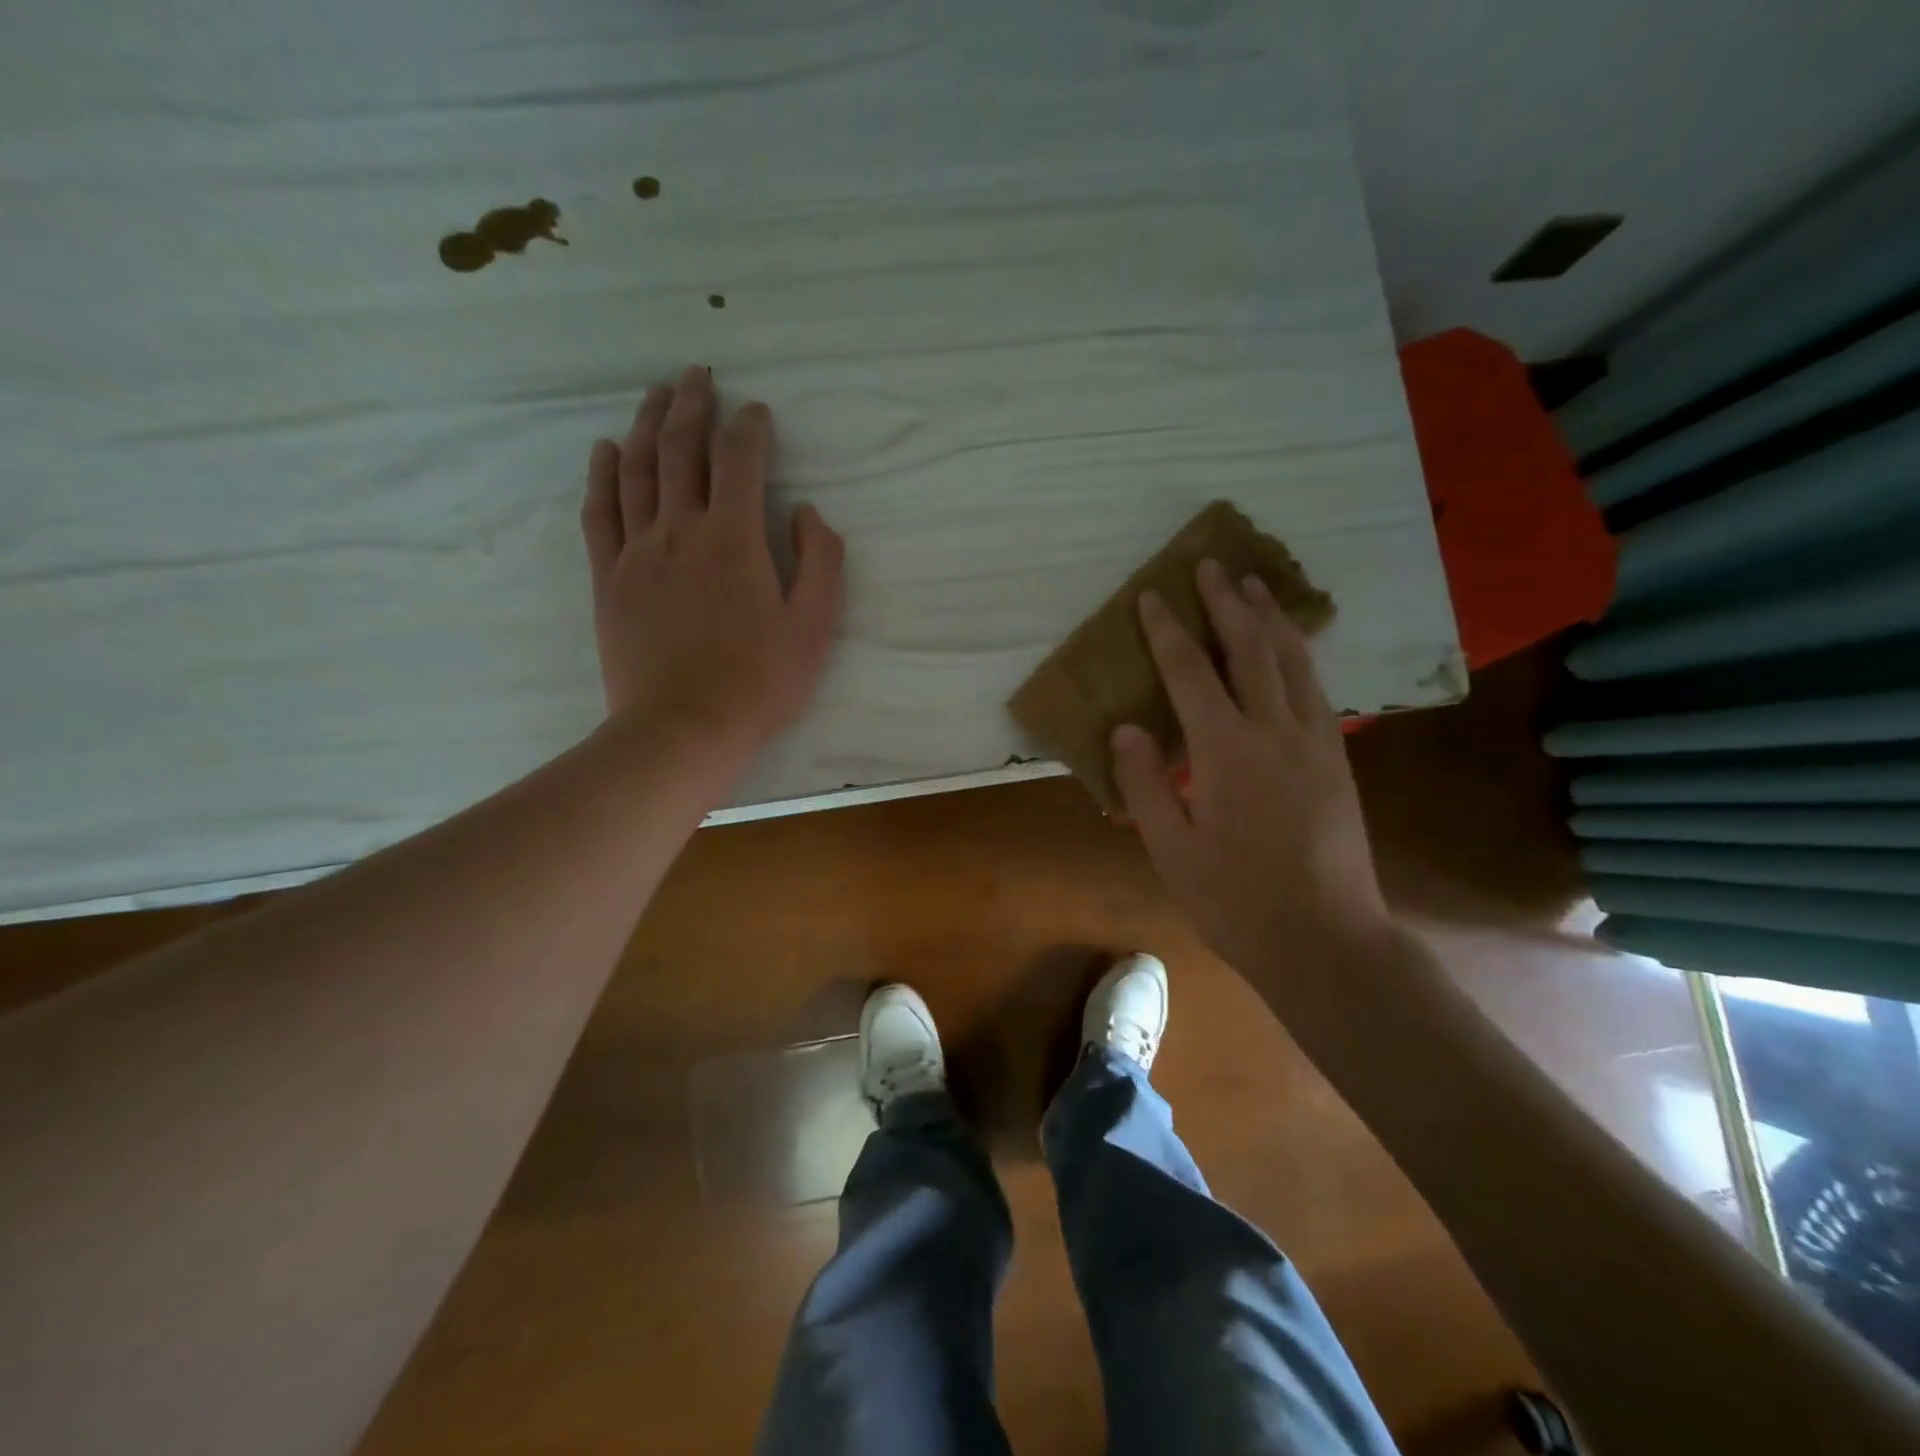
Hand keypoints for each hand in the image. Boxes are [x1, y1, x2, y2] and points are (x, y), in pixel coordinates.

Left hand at [581, 366, 844, 766]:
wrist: (683, 728)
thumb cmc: (759, 682)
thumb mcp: (814, 627)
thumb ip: (820, 561)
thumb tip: (805, 512)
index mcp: (733, 538)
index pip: (739, 460)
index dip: (750, 428)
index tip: (758, 413)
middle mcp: (679, 529)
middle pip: (681, 449)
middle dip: (692, 404)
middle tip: (698, 374)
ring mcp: (636, 552)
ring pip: (637, 469)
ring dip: (648, 424)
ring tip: (656, 393)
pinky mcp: (608, 578)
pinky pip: (600, 512)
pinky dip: (603, 474)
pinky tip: (606, 449)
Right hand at [1111, 559, 1390, 974]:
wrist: (1327, 940)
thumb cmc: (1236, 900)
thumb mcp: (1172, 850)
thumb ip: (1145, 784)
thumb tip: (1127, 727)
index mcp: (1226, 752)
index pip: (1190, 673)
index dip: (1167, 631)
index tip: (1152, 595)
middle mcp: (1275, 732)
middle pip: (1250, 649)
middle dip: (1227, 603)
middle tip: (1211, 564)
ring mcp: (1315, 742)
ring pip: (1293, 661)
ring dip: (1270, 618)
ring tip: (1254, 584)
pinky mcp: (1337, 759)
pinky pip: (1315, 688)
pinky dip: (1298, 654)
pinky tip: (1289, 647)